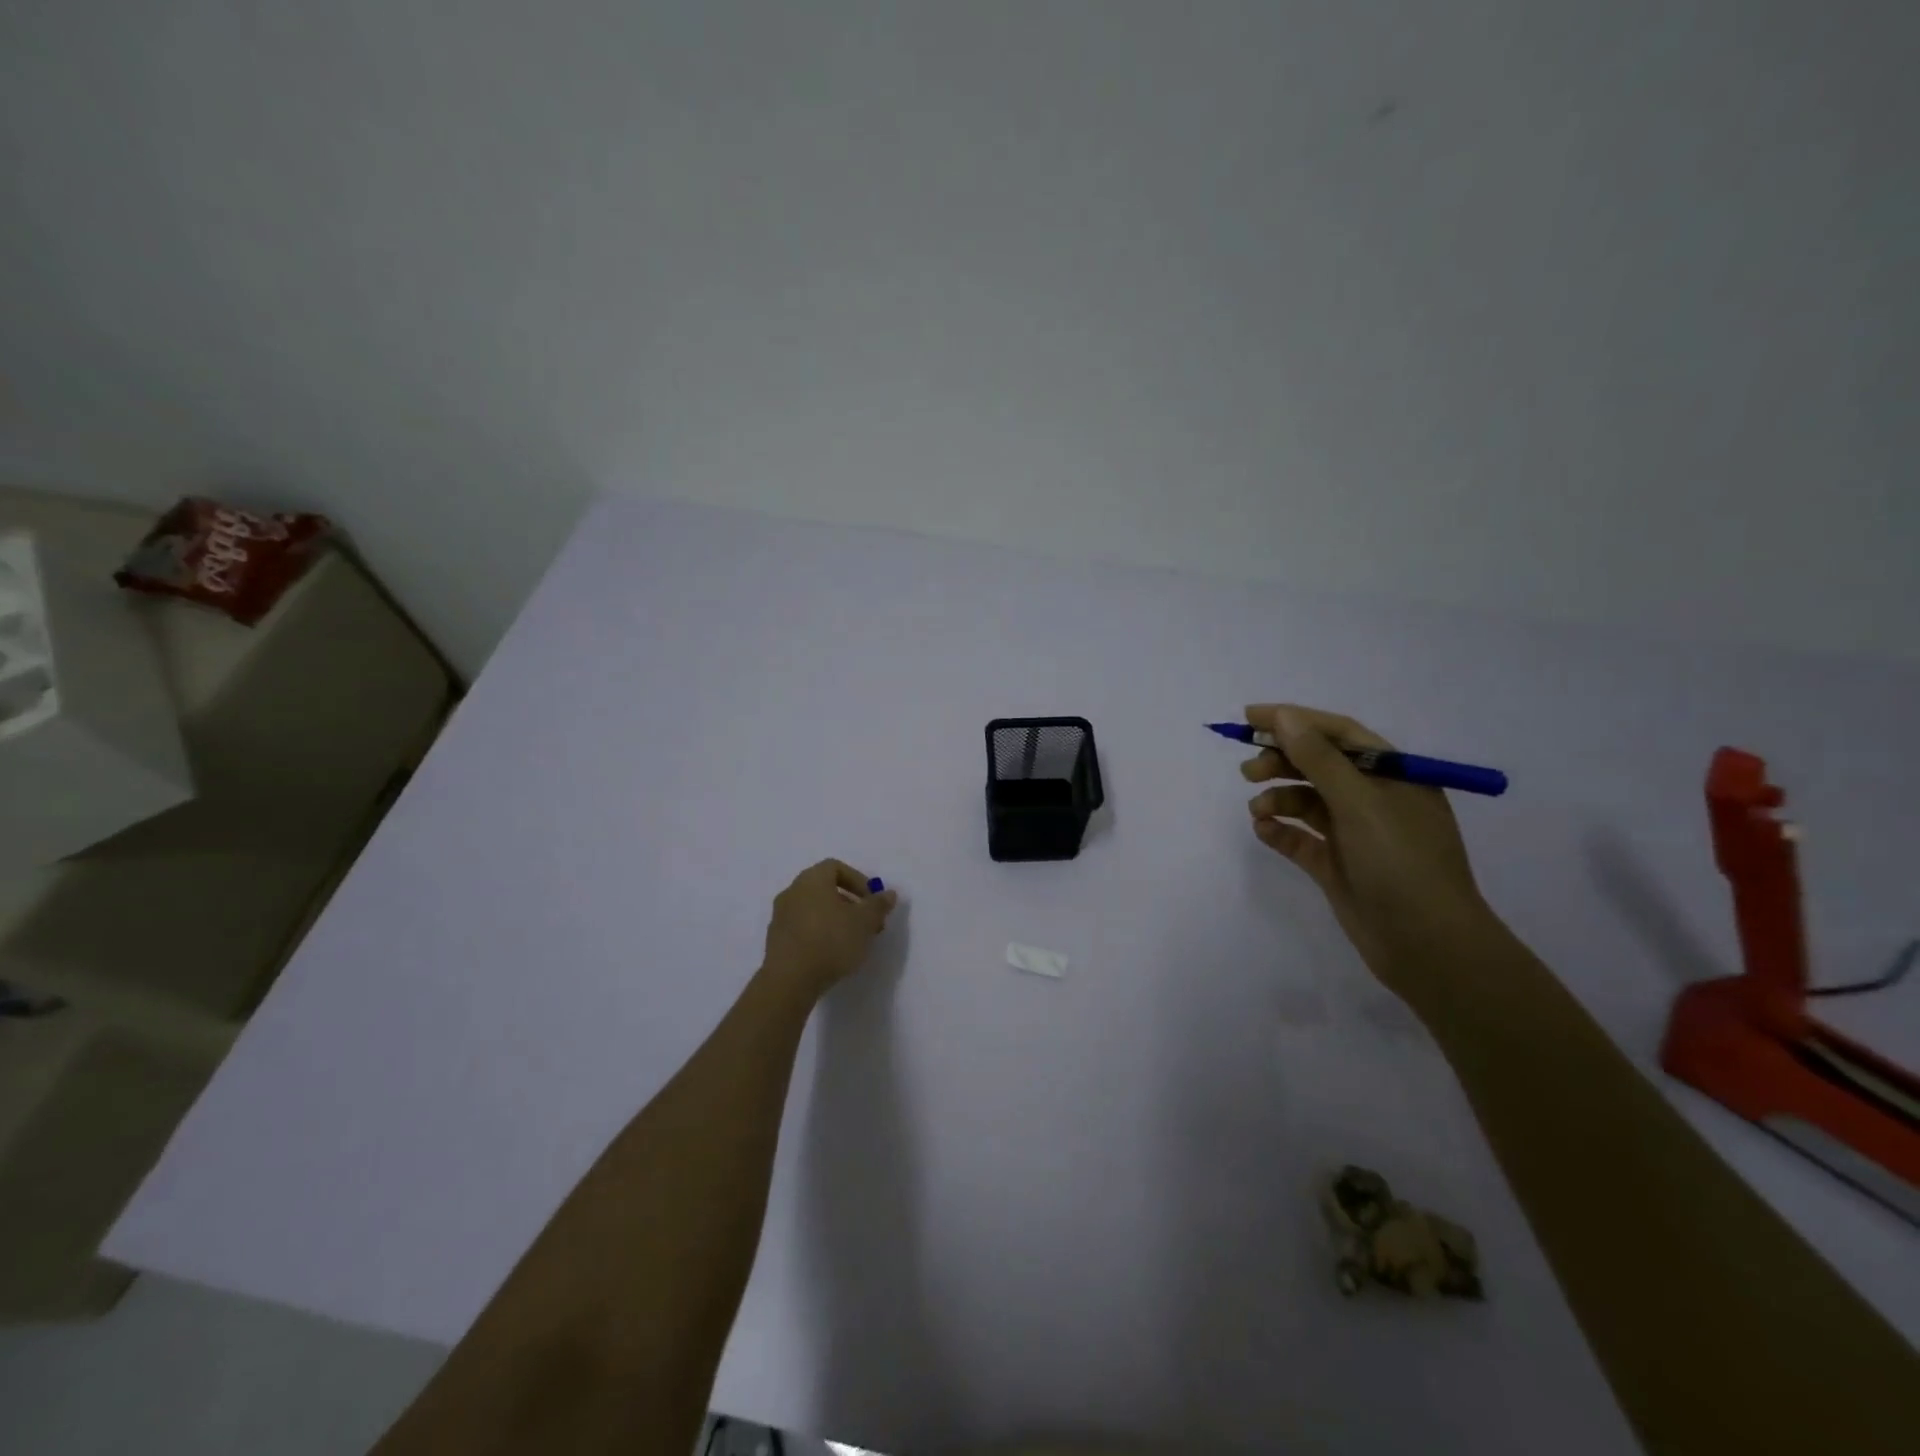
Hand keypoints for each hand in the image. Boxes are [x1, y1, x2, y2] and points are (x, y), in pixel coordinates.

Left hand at [761, 859, 898, 999]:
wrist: (789, 980)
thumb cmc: (831, 941)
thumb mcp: (864, 922)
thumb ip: (878, 905)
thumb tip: (888, 894)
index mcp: (812, 879)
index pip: (835, 867)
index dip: (858, 880)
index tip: (872, 900)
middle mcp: (792, 891)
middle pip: (824, 888)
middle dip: (849, 902)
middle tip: (867, 923)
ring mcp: (780, 916)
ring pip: (813, 909)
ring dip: (834, 919)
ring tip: (852, 941)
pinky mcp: (775, 940)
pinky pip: (802, 928)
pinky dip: (818, 933)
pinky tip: (831, 954)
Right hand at [1241, 704, 1498, 994]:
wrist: (1427, 945)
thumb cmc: (1401, 862)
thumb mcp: (1360, 803)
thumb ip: (1318, 758)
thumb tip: (1283, 717)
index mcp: (1391, 775)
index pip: (1337, 733)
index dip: (1294, 721)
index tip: (1249, 718)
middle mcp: (1373, 798)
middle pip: (1318, 765)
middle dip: (1280, 761)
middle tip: (1247, 771)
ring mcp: (1354, 833)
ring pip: (1306, 801)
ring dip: (1277, 797)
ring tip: (1258, 810)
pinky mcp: (1337, 865)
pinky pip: (1300, 837)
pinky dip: (1280, 830)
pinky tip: (1264, 830)